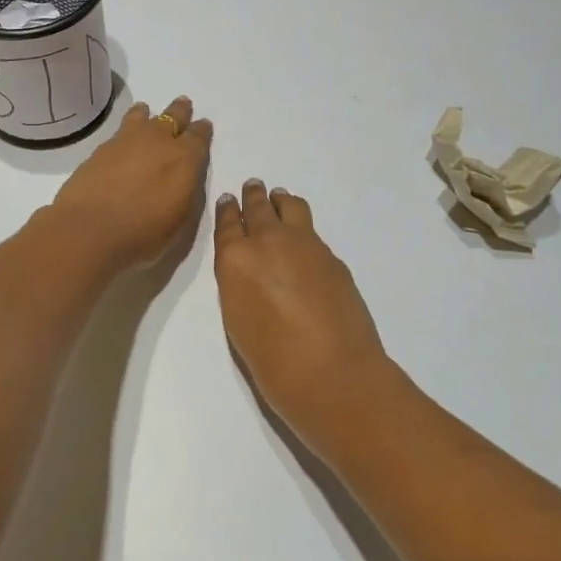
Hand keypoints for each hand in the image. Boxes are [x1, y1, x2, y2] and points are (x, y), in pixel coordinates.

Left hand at [48, 97, 213, 269]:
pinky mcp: (100, 149)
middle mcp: (158, 141)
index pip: (198, 137)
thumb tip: (183, 178)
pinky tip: (121, 138)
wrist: (90, 229)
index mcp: (185, 159)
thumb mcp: (180, 221)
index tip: (203, 126)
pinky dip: (125, 129)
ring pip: (142, 116)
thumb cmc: (144, 234)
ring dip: (148, 114)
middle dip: (180, 111)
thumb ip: (185, 192)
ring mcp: (126, 141)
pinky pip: (119, 131)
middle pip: (173, 117)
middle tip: (183, 104)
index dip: (202, 131)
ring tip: (146, 111)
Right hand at [214, 180, 396, 453]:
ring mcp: (304, 244)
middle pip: (257, 207)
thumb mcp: (238, 321)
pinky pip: (311, 230)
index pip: (227, 224)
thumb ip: (239, 285)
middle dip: (253, 196)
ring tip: (278, 198)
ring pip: (289, 206)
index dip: (226, 211)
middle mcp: (267, 241)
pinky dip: (302, 226)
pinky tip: (303, 238)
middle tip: (252, 186)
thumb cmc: (274, 363)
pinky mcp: (331, 255)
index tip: (227, 201)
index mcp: (235, 260)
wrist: (334, 375)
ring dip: (279, 200)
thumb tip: (249, 271)